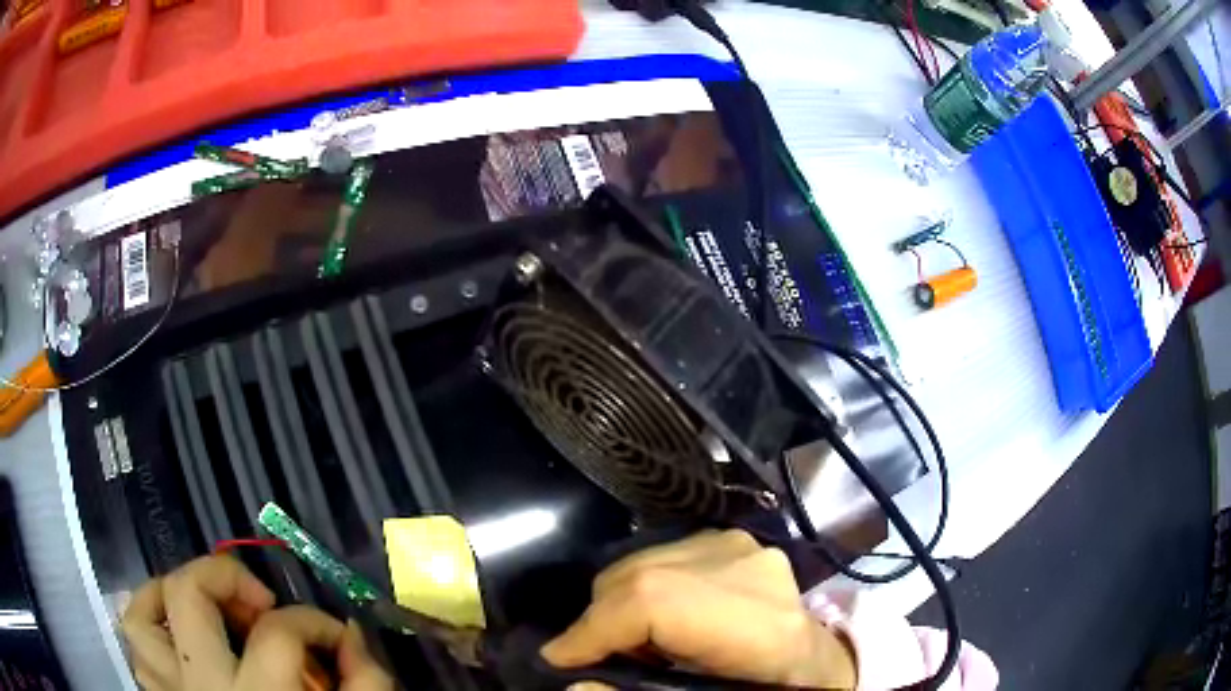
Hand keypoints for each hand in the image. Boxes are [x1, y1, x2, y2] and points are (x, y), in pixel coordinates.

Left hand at [121, 554, 393, 690]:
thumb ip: (366, 684)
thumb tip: (351, 635)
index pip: (280, 633)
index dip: (317, 623)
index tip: (338, 639)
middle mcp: (204, 688)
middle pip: (187, 594)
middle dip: (226, 575)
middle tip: (260, 602)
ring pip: (139, 619)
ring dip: (166, 597)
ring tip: (204, 607)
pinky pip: (139, 656)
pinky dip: (155, 640)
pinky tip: (182, 647)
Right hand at [541, 530, 856, 688]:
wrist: (812, 663)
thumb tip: (576, 682)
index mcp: (760, 625)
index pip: (655, 602)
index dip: (596, 629)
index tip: (557, 659)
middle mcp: (753, 570)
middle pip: (641, 575)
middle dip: (598, 620)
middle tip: (592, 659)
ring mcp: (745, 546)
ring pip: (644, 561)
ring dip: (618, 604)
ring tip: (632, 645)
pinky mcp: (733, 540)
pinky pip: (661, 556)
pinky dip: (641, 589)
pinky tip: (659, 622)